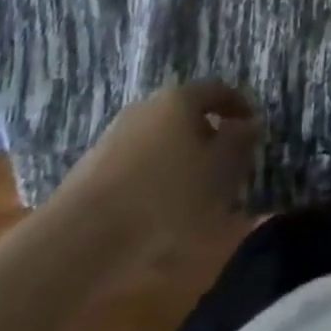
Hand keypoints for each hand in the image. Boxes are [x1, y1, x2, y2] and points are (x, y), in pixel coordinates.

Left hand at [47, 80, 261, 260]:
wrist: (78, 239)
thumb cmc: (161, 200)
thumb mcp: (216, 174)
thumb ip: (238, 144)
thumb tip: (250, 123)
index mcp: (178, 99)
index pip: (217, 90)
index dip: (238, 106)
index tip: (252, 127)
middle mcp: (147, 106)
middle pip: (186, 115)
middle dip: (208, 137)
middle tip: (225, 167)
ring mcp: (116, 135)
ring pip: (161, 141)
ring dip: (180, 161)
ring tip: (192, 196)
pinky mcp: (93, 168)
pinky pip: (137, 165)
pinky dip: (154, 179)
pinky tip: (157, 212)